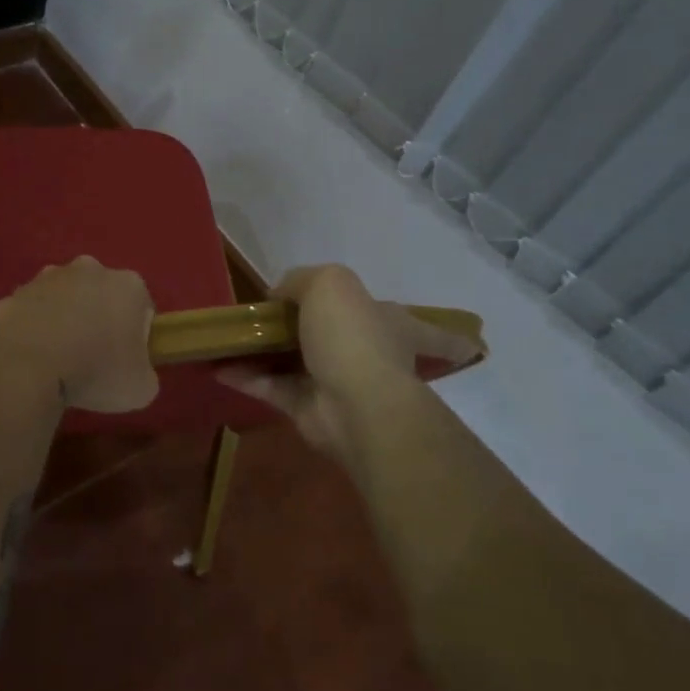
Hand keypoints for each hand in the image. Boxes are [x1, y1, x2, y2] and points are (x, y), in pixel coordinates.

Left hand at [0, 256, 159, 412]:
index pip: (141, 308)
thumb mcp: (140, 389)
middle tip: (92, 360)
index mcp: (128, 285)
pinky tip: (31, 357)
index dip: (136, 338)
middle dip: (98, 320)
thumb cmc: (95, 371)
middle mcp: (90, 269)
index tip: (124, 362)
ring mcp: (48, 277)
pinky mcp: (16, 291)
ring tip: (57, 360)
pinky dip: (34, 329)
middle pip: (101, 296)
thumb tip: (134, 373)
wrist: (24, 364)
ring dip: (64, 321)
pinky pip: (33, 311)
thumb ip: (144, 374)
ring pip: (65, 299)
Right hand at [219, 264, 480, 466]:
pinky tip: (219, 366)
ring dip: (269, 352)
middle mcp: (371, 353)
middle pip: (346, 338)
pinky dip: (247, 377)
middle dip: (316, 330)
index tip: (470, 345)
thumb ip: (302, 280)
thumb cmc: (353, 336)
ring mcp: (338, 383)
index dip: (449, 337)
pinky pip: (273, 388)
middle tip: (278, 318)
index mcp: (392, 324)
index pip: (432, 331)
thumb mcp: (329, 284)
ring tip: (236, 338)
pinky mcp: (309, 410)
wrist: (354, 403)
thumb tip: (279, 297)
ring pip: (301, 362)